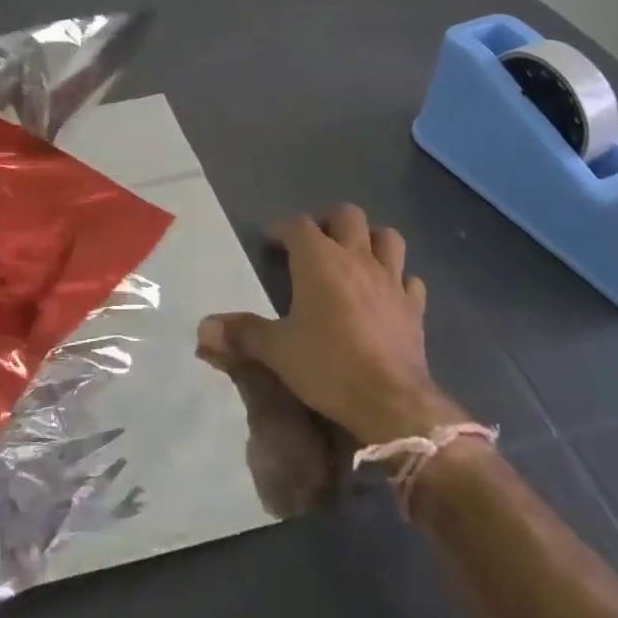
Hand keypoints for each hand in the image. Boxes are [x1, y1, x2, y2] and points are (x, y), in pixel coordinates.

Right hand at [198, 204, 465, 444]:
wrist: (392, 403)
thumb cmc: (328, 366)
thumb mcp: (277, 351)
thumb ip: (241, 334)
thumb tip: (202, 328)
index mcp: (319, 260)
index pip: (297, 224)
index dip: (282, 229)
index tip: (270, 243)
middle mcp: (356, 258)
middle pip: (348, 215)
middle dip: (330, 221)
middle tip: (315, 244)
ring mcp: (390, 280)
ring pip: (388, 238)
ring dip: (371, 240)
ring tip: (355, 258)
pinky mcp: (414, 307)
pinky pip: (410, 280)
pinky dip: (398, 280)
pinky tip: (387, 294)